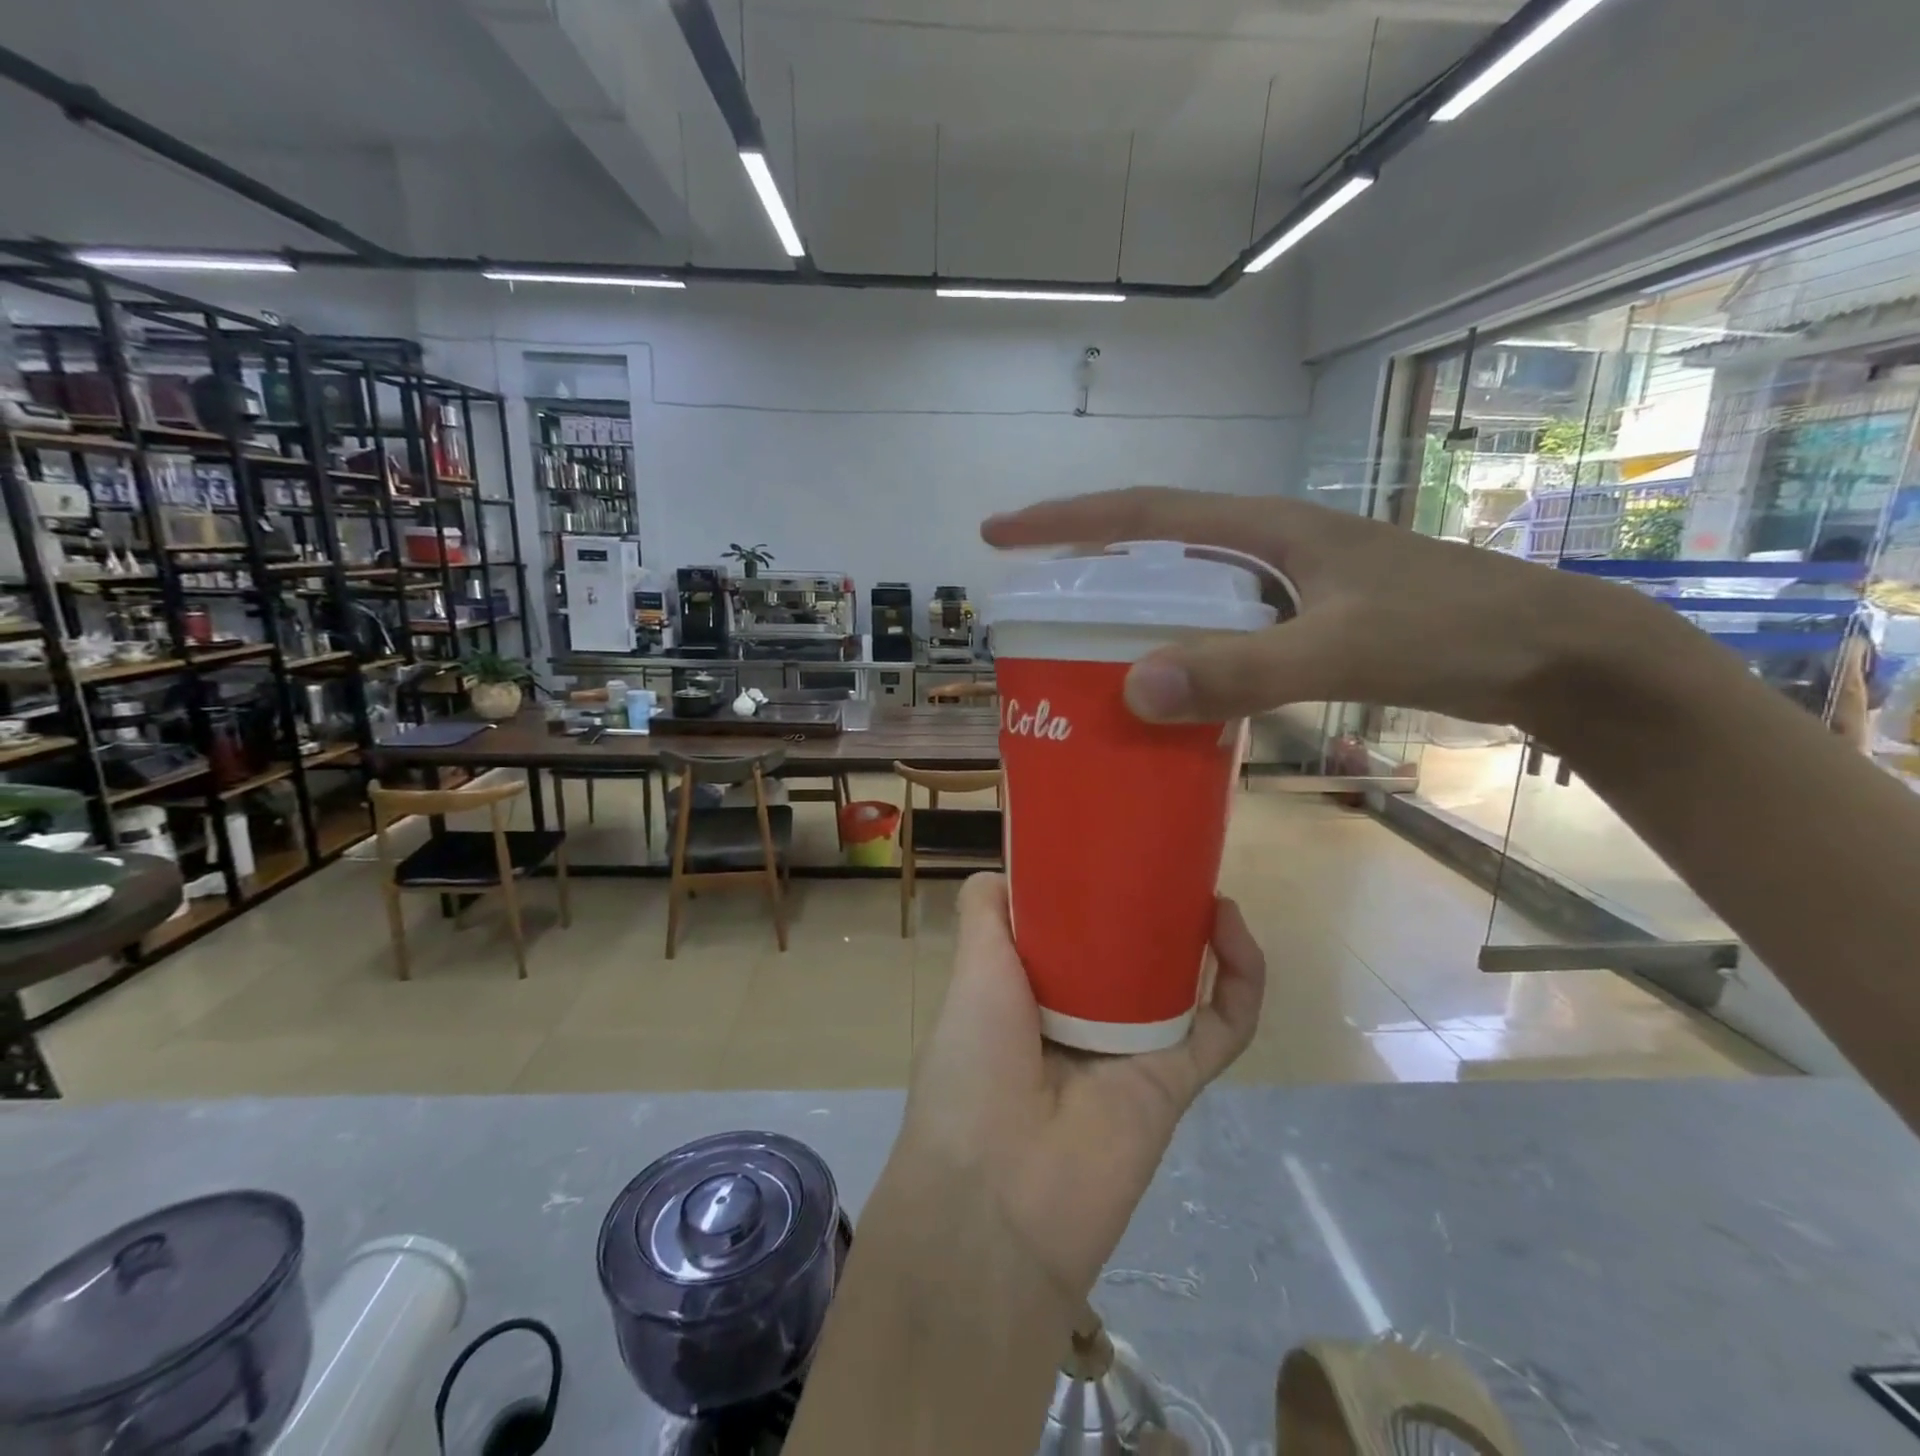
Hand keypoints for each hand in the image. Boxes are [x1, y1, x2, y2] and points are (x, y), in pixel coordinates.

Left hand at [896, 873, 1264, 1302]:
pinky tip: (1231, 929)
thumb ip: (983, 914)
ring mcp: (1134, 1047)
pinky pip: (1223, 1026)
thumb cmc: (973, 1064)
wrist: (1000, 1194)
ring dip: (1202, 934)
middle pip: (1132, 950)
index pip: (1072, 929)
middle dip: (1153, 907)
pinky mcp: (1177, 1079)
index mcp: (1032, 989)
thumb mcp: (970, 972)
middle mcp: (1085, 1014)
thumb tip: (1004, 869)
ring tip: (1204, 888)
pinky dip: (1240, 980)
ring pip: (1185, 982)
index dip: (1093, 891)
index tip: (1112, 847)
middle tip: (1168, 861)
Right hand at [982, 485, 1660, 731]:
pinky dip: (1179, 644)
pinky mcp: (1306, 618)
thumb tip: (1134, 685)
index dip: (1066, 520)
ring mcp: (1289, 583)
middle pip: (1155, 545)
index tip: (999, 531)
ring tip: (1080, 643)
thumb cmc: (1455, 633)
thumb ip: (1245, 668)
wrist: (1555, 653)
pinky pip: (1219, 625)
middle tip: (1030, 602)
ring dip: (1131, 608)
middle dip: (1086, 564)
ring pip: (1185, 588)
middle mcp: (1268, 547)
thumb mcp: (1346, 649)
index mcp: (1265, 529)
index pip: (1143, 511)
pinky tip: (1168, 679)